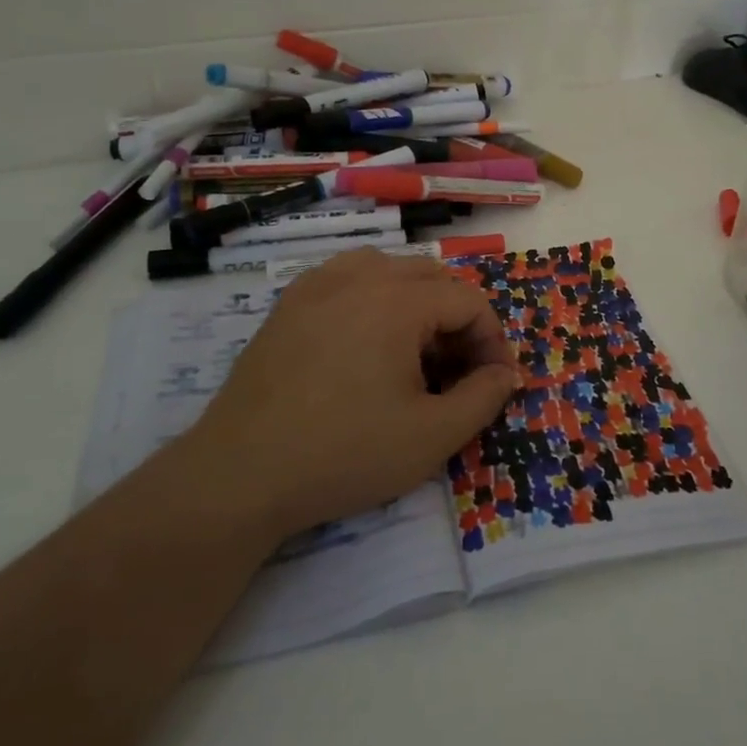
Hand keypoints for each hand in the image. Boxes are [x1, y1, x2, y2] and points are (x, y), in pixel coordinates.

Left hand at [183, 250, 521, 538]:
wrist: (239, 476)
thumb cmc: (344, 454)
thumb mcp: (431, 436)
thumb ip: (483, 398)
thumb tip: (506, 374)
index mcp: (397, 300)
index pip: (468, 299)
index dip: (492, 339)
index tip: (493, 382)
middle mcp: (359, 276)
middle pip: (432, 278)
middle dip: (457, 320)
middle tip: (457, 371)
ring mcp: (317, 285)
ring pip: (388, 269)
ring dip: (416, 301)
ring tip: (413, 351)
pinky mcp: (288, 304)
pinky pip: (346, 277)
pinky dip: (372, 296)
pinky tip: (365, 340)